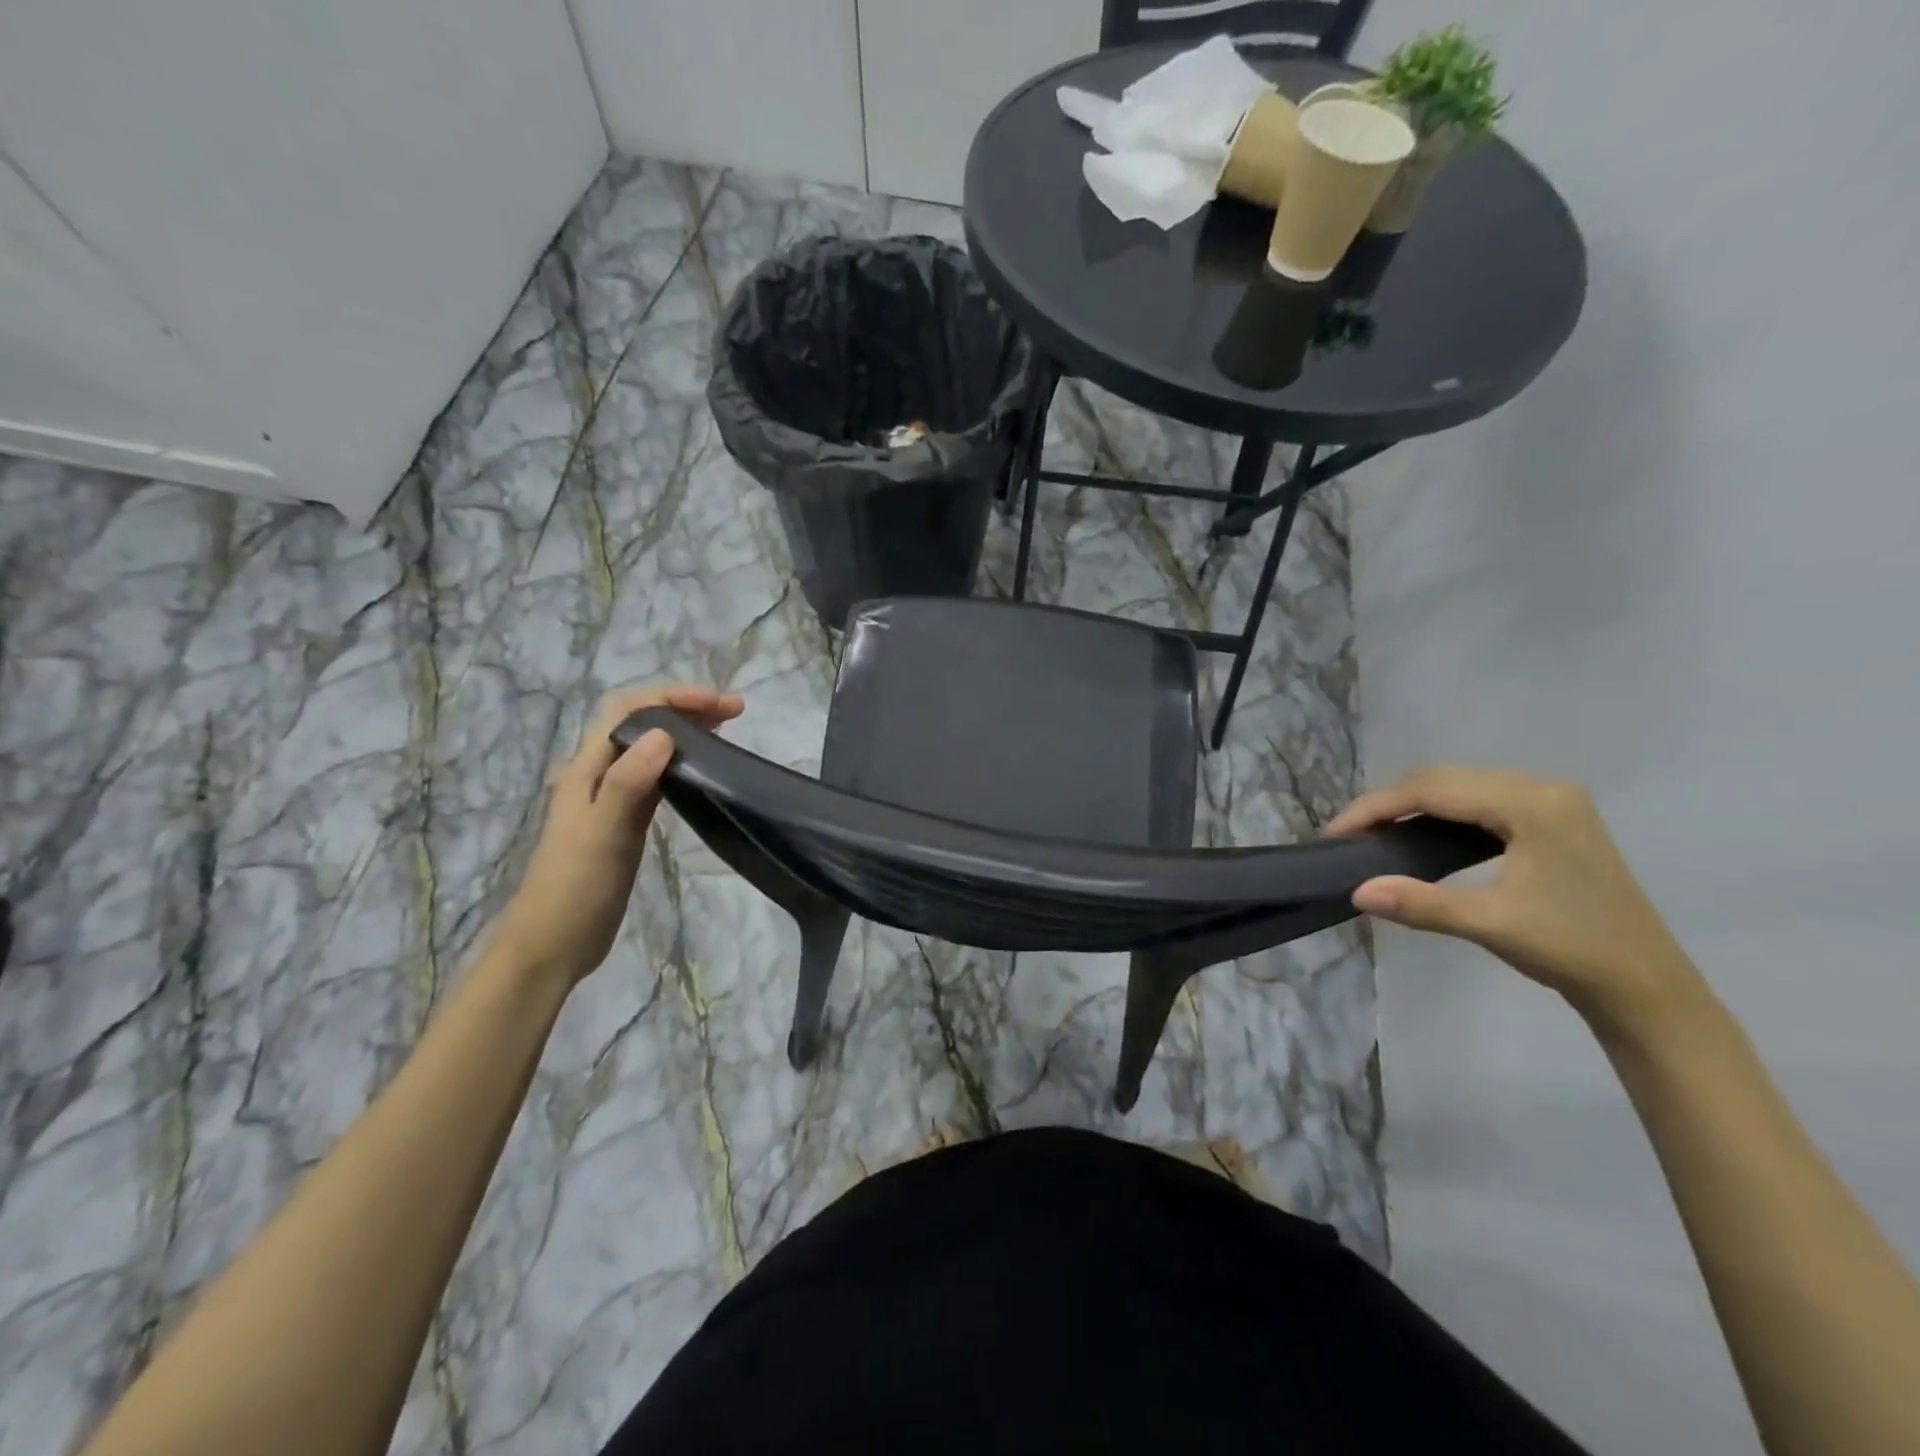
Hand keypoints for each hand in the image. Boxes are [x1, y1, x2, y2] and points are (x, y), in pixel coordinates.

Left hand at [494, 685, 743, 986]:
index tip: (717, 703)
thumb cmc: (574, 890)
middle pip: (641, 724)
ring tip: (726, 731)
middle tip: (735, 712)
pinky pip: (657, 778)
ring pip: (651, 749)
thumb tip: (664, 733)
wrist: (552, 945)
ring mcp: (613, 799)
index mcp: (587, 770)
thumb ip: (628, 783)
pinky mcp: (627, 822)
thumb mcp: (602, 835)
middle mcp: (599, 775)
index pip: (627, 711)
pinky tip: (703, 771)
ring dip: (686, 732)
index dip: (670, 697)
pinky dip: (683, 763)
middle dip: (685, 708)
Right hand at [1326, 766, 1706, 1032]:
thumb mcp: (1491, 924)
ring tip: (1375, 832)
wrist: (1646, 986)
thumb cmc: (1572, 949)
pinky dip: (1439, 811)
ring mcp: (1552, 800)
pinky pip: (1479, 799)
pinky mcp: (1553, 817)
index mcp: (1532, 804)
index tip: (1335, 832)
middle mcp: (1543, 788)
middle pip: (1444, 779)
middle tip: (1349, 833)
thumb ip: (1421, 903)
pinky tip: (1420, 833)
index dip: (1376, 807)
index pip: (1434, 790)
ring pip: (1460, 785)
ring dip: (1412, 804)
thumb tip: (1356, 891)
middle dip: (1389, 802)